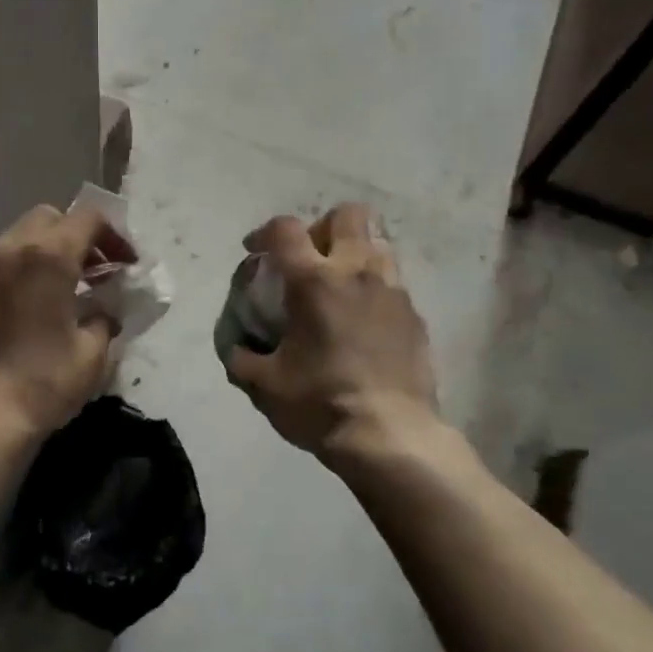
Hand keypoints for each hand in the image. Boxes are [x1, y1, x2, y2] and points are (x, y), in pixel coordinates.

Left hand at [0, 203, 136, 436]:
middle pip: (46, 219)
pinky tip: (11, 314)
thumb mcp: (91, 354)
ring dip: (37, 256)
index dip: (114, 236)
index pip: (88, 217)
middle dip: (74, 237)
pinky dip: (5, 279)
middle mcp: (4, 249)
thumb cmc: (41, 383)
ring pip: (11, 242)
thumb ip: (104, 319)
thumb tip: (102, 312)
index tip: (125, 265)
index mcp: (46, 255)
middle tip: (90, 273)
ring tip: (49, 293)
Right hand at [224, 204, 436, 455]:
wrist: (391, 436)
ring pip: (377, 244)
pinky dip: (373, 289)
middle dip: (322, 227)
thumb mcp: (265, 385)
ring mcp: (392, 291)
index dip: (265, 232)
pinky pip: (392, 284)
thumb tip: (236, 349)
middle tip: (308, 258)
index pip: (286, 230)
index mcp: (314, 281)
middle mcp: (356, 272)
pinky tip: (363, 322)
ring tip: (338, 286)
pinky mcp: (415, 316)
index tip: (255, 250)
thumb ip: (242, 359)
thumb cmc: (320, 403)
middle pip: (347, 215)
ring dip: (353, 254)